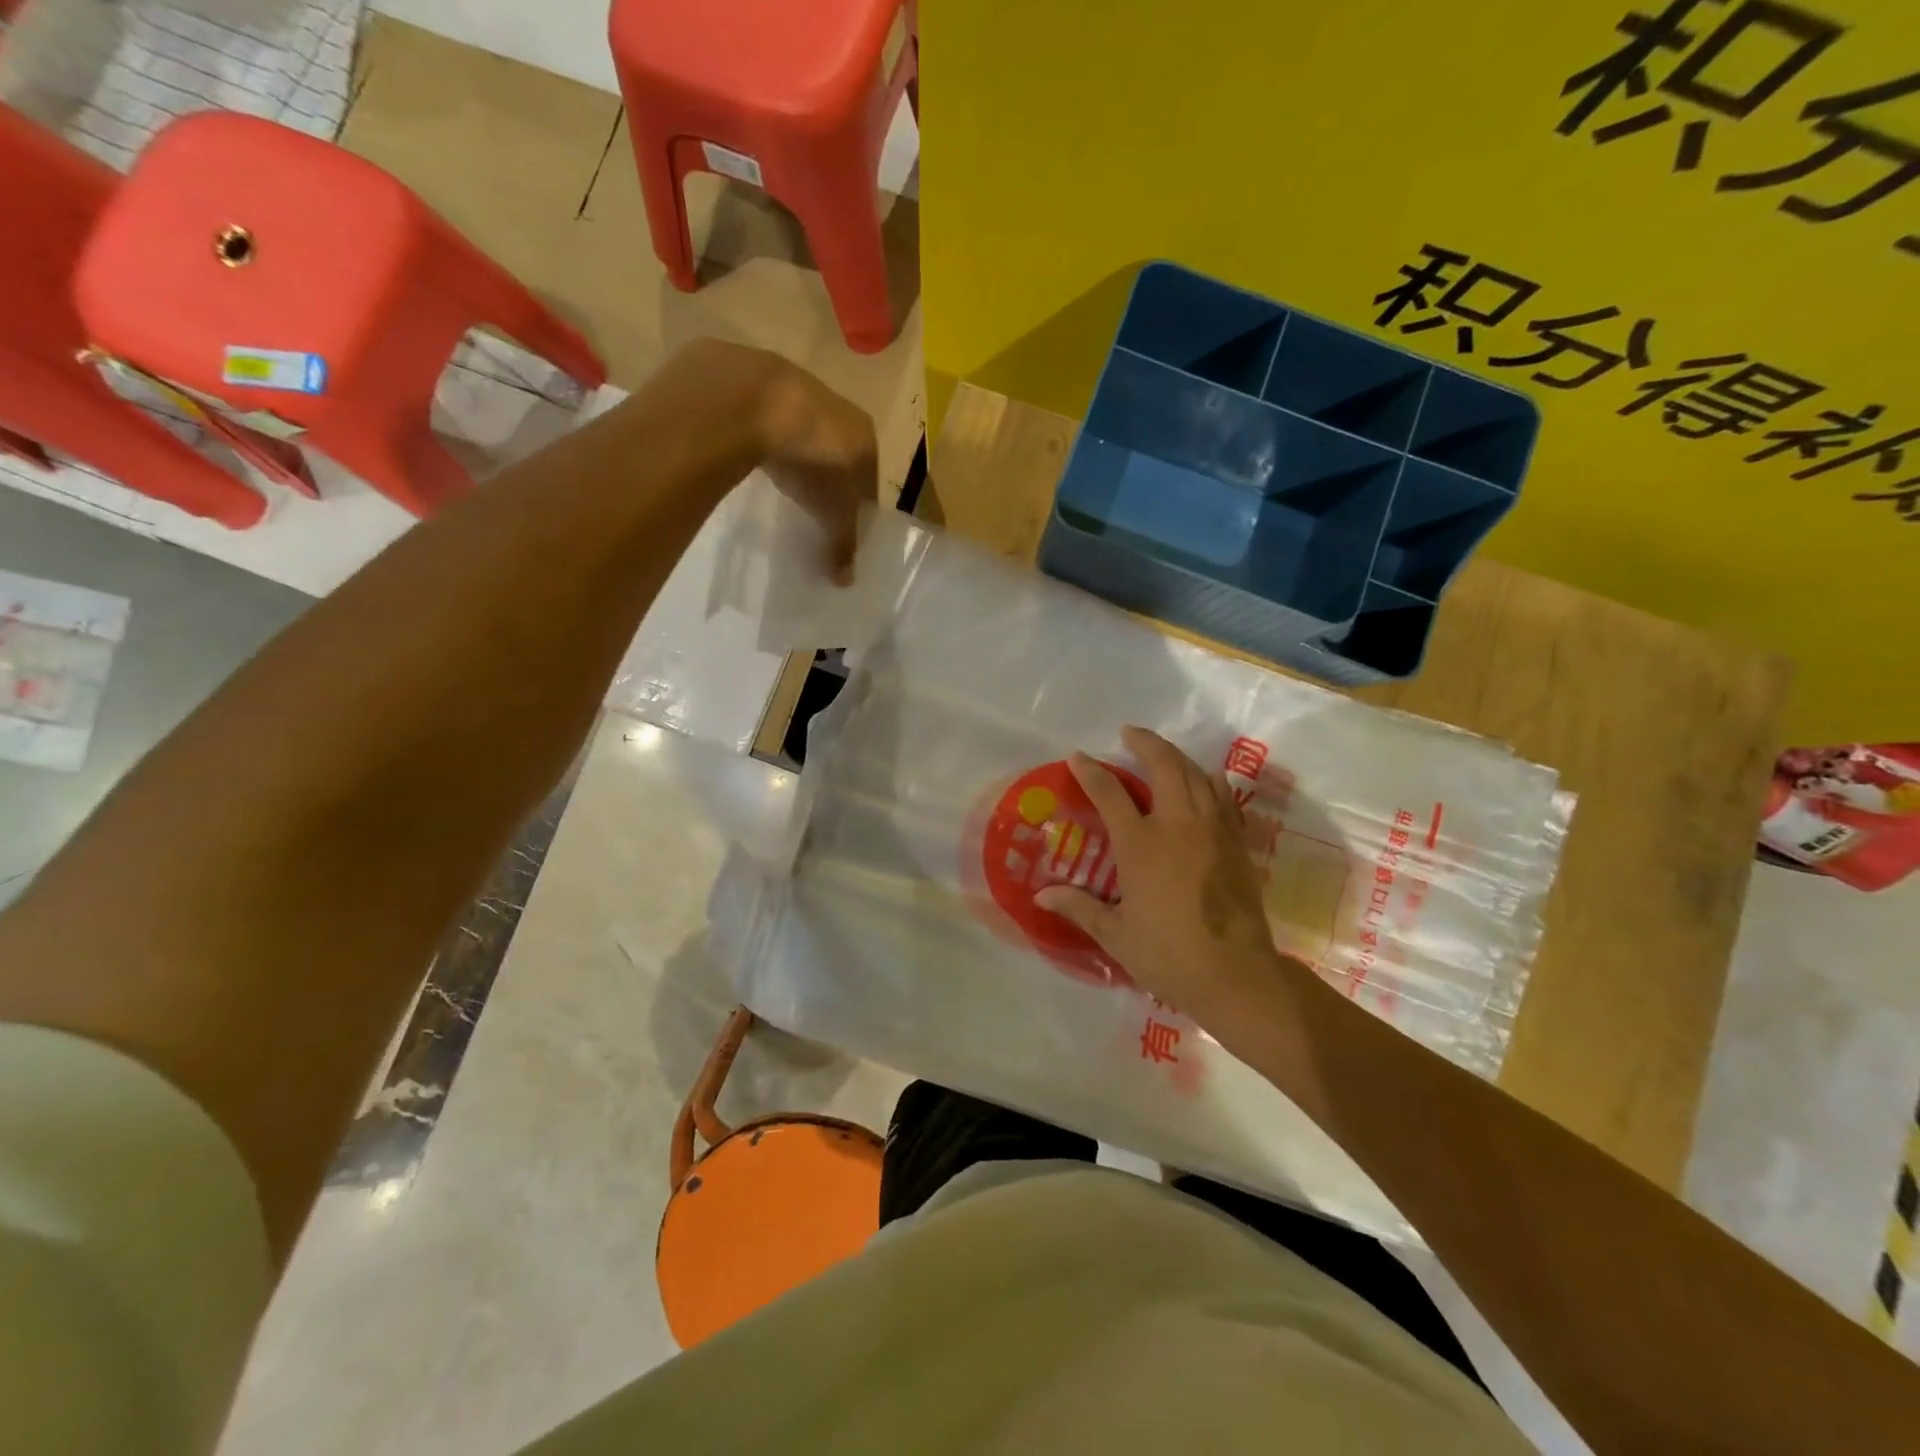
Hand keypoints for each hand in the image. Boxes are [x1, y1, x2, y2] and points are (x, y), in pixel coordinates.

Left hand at [753, 355, 878, 585]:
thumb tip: (846, 580)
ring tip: (785, 482)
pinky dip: (768, 437)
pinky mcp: (760, 380)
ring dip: (799, 455)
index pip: (871, 478)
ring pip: (806, 432)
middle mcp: (840, 408)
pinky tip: (755, 455)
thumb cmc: (812, 461)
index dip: (859, 504)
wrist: (755, 400)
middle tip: (814, 504)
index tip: (844, 524)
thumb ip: (841, 543)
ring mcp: (799, 389)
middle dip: (830, 477)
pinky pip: (771, 419)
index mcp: (867, 437)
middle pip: (841, 451)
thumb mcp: (832, 511)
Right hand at [1035, 726, 1284, 1020]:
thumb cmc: (1169, 955)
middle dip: (1145, 742)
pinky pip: (1223, 797)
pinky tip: (1202, 783)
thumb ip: (1079, 907)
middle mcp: (1178, 826)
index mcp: (1142, 845)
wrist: (1236, 975)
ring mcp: (1213, 830)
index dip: (1090, 771)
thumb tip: (1041, 895)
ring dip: (1177, 757)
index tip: (1077, 756)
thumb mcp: (1116, 935)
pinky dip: (1208, 780)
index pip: (1110, 793)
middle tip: (1129, 734)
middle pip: (1165, 766)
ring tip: (1162, 754)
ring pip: (1197, 774)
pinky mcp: (1237, 843)